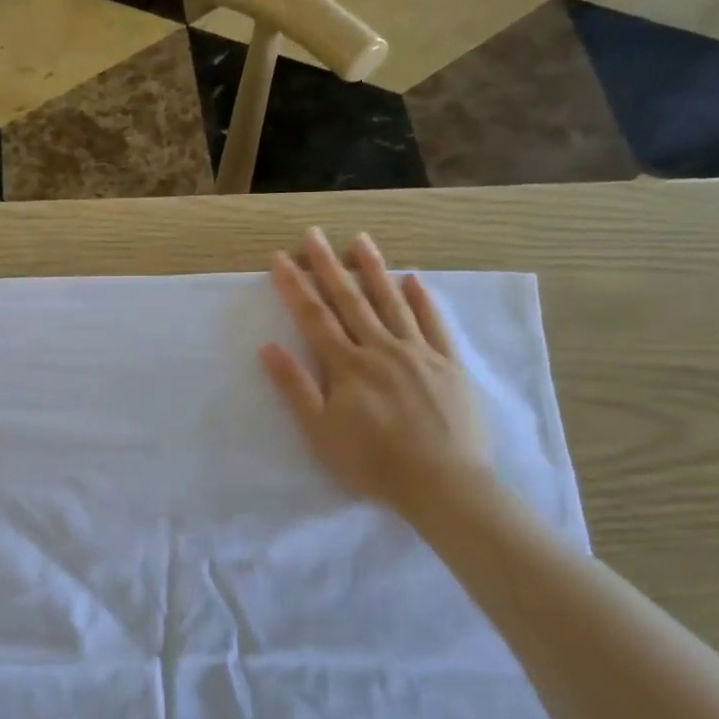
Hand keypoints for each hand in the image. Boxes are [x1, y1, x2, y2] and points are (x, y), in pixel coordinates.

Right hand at [260, 229, 495, 527]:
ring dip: (373, 269)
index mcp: (347, 365)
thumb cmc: (374, 463)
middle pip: (350, 300)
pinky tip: (413, 279)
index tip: (279, 258)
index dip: (294, 286)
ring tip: (360, 240)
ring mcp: (419, 353)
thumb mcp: (321, 432)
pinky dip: (423, 300)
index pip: (314, 317)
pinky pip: (434, 324)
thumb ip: (296, 387)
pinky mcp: (449, 364)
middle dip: (327, 265)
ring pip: (392, 302)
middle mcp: (381, 348)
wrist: (444, 484)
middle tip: (313, 234)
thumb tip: (268, 346)